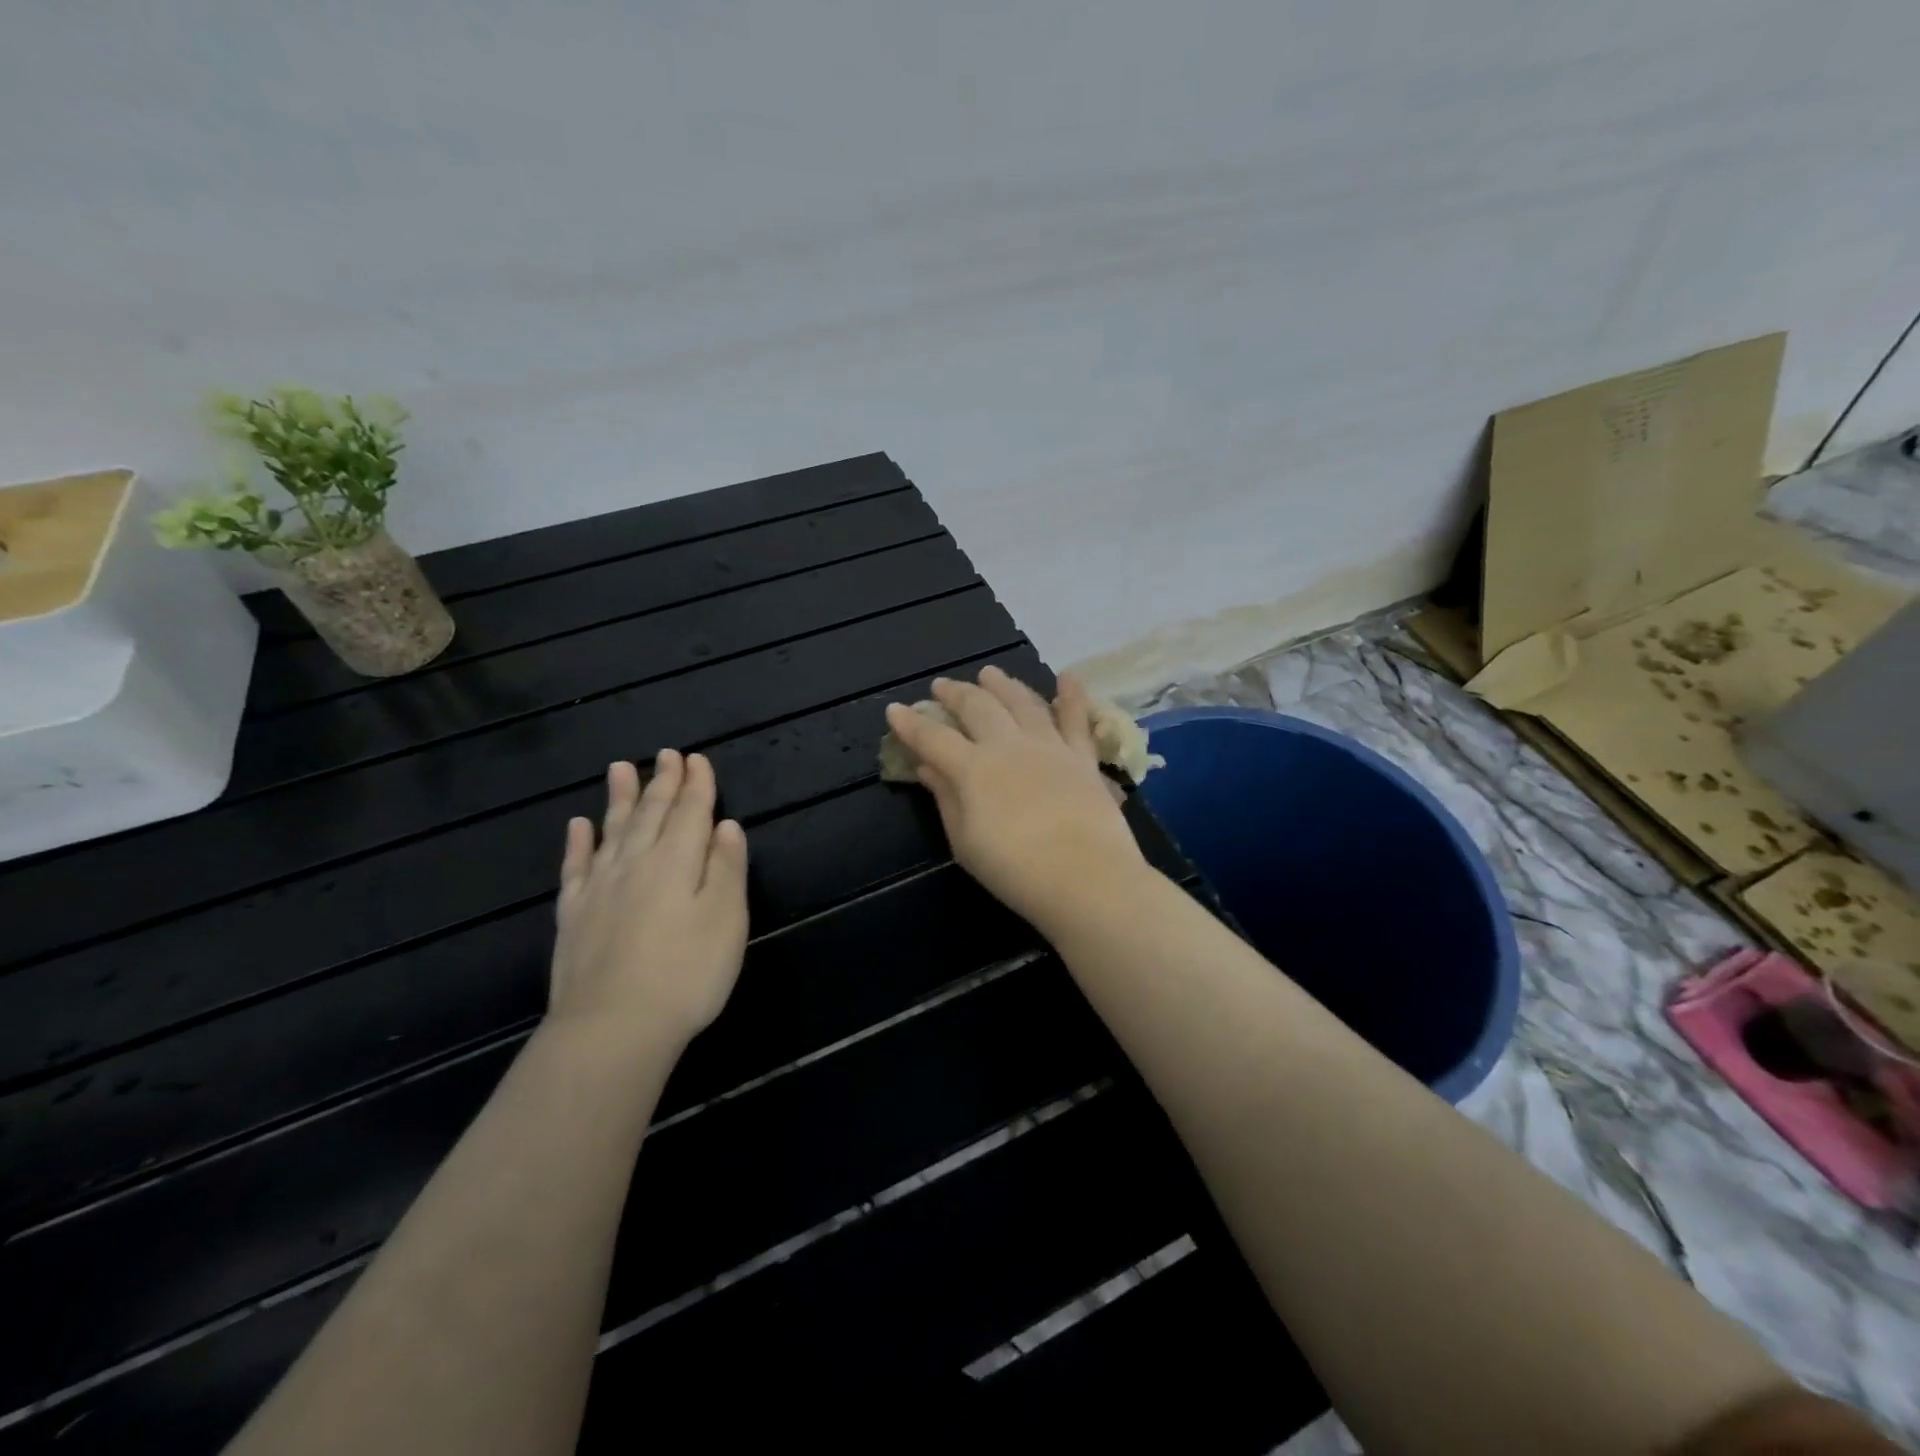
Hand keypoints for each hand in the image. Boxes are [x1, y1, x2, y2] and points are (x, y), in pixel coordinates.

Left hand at [547, 751, 749, 1054]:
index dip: (696, 785)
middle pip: (651, 814)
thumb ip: (726, 868)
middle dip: (662, 783)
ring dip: (619, 799)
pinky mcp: (574, 916)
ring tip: (621, 769)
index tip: (697, 759)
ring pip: (612, 831)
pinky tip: (578, 826)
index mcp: (676, 862)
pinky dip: (578, 843)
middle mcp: (636, 864)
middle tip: (667, 755)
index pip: (690, 813)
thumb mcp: (726, 919)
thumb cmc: (686, 973)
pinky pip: (575, 867)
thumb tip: (726, 826)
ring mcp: (600, 889)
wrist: (613, 1028)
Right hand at [884, 668, 1146, 928]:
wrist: (1085, 877)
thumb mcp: (965, 842)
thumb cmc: (1015, 870)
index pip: (933, 737)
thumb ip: (946, 799)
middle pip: (977, 707)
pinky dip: (1072, 695)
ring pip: (1022, 702)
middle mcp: (1008, 745)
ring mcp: (1049, 746)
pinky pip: (1077, 719)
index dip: (910, 723)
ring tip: (990, 673)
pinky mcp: (1082, 757)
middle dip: (955, 693)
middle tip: (942, 686)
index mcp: (973, 768)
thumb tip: (927, 767)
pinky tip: (1067, 676)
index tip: (894, 709)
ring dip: (1003, 684)